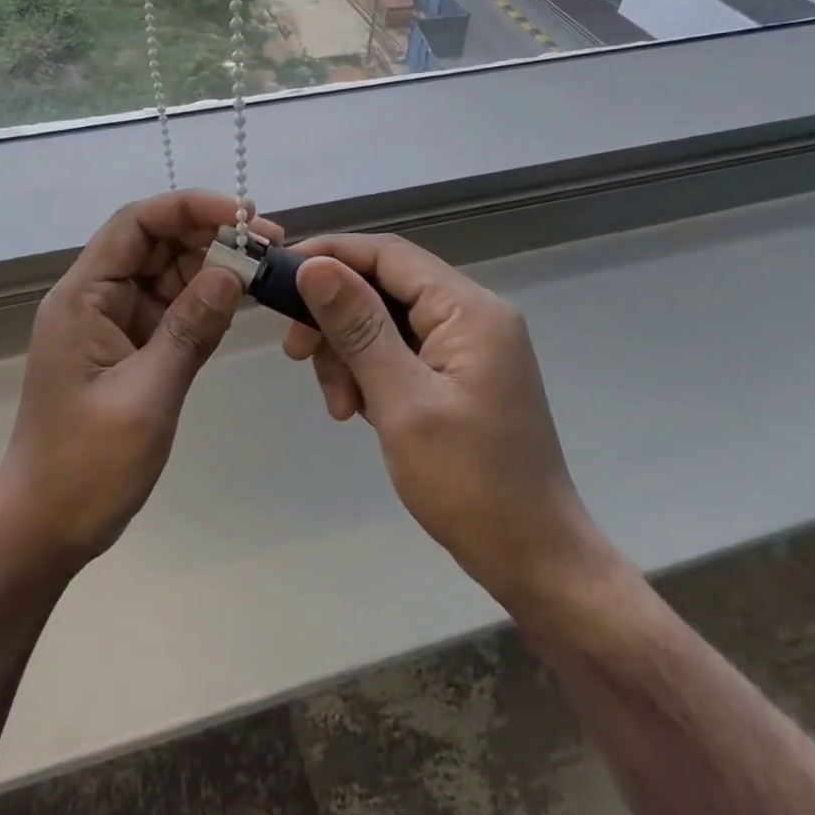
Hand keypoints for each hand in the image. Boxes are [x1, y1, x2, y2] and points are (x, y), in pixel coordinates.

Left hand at [0, 191, 276, 577]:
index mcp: (83, 297)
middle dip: (210, 234)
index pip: (136, 224)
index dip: (190, 207)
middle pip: (155, 242)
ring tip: (264, 270)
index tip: (245, 216)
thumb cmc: (85, 466)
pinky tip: (239, 301)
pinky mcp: (130, 347)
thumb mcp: (146, 396)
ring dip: (213, 266)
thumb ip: (190, 329)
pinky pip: (172, 308)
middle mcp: (96, 298)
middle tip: (271, 244)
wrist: (45, 528)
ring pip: (168, 272)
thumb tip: (233, 272)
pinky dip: (205, 302)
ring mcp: (113, 322)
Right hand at [282, 234, 611, 610]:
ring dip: (349, 354)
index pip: (388, 254)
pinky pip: (400, 351)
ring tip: (341, 406)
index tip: (279, 276)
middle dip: (335, 317)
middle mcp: (472, 314)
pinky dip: (370, 373)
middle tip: (297, 354)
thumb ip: (358, 328)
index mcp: (469, 309)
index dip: (330, 255)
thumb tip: (314, 266)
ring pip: (385, 321)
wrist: (535, 561)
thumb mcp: (402, 402)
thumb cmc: (470, 483)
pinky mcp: (459, 374)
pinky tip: (359, 410)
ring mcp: (468, 345)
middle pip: (384, 286)